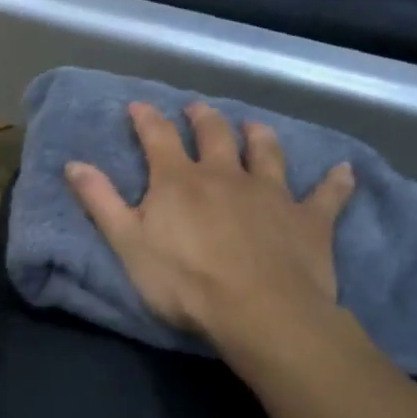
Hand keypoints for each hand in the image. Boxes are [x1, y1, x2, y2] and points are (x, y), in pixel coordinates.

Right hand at [66, 102, 354, 350]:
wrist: (258, 311)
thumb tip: (73, 164)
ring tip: (253, 128)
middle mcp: (226, 175)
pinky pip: (327, 194)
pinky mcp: (309, 219)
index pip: (158, 137)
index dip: (146, 119)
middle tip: (197, 110)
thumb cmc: (183, 281)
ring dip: (258, 136)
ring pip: (267, 153)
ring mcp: (271, 193)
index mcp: (179, 180)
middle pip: (214, 135)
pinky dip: (335, 181)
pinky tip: (344, 171)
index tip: (138, 106)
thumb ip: (100, 201)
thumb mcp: (127, 243)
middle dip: (202, 119)